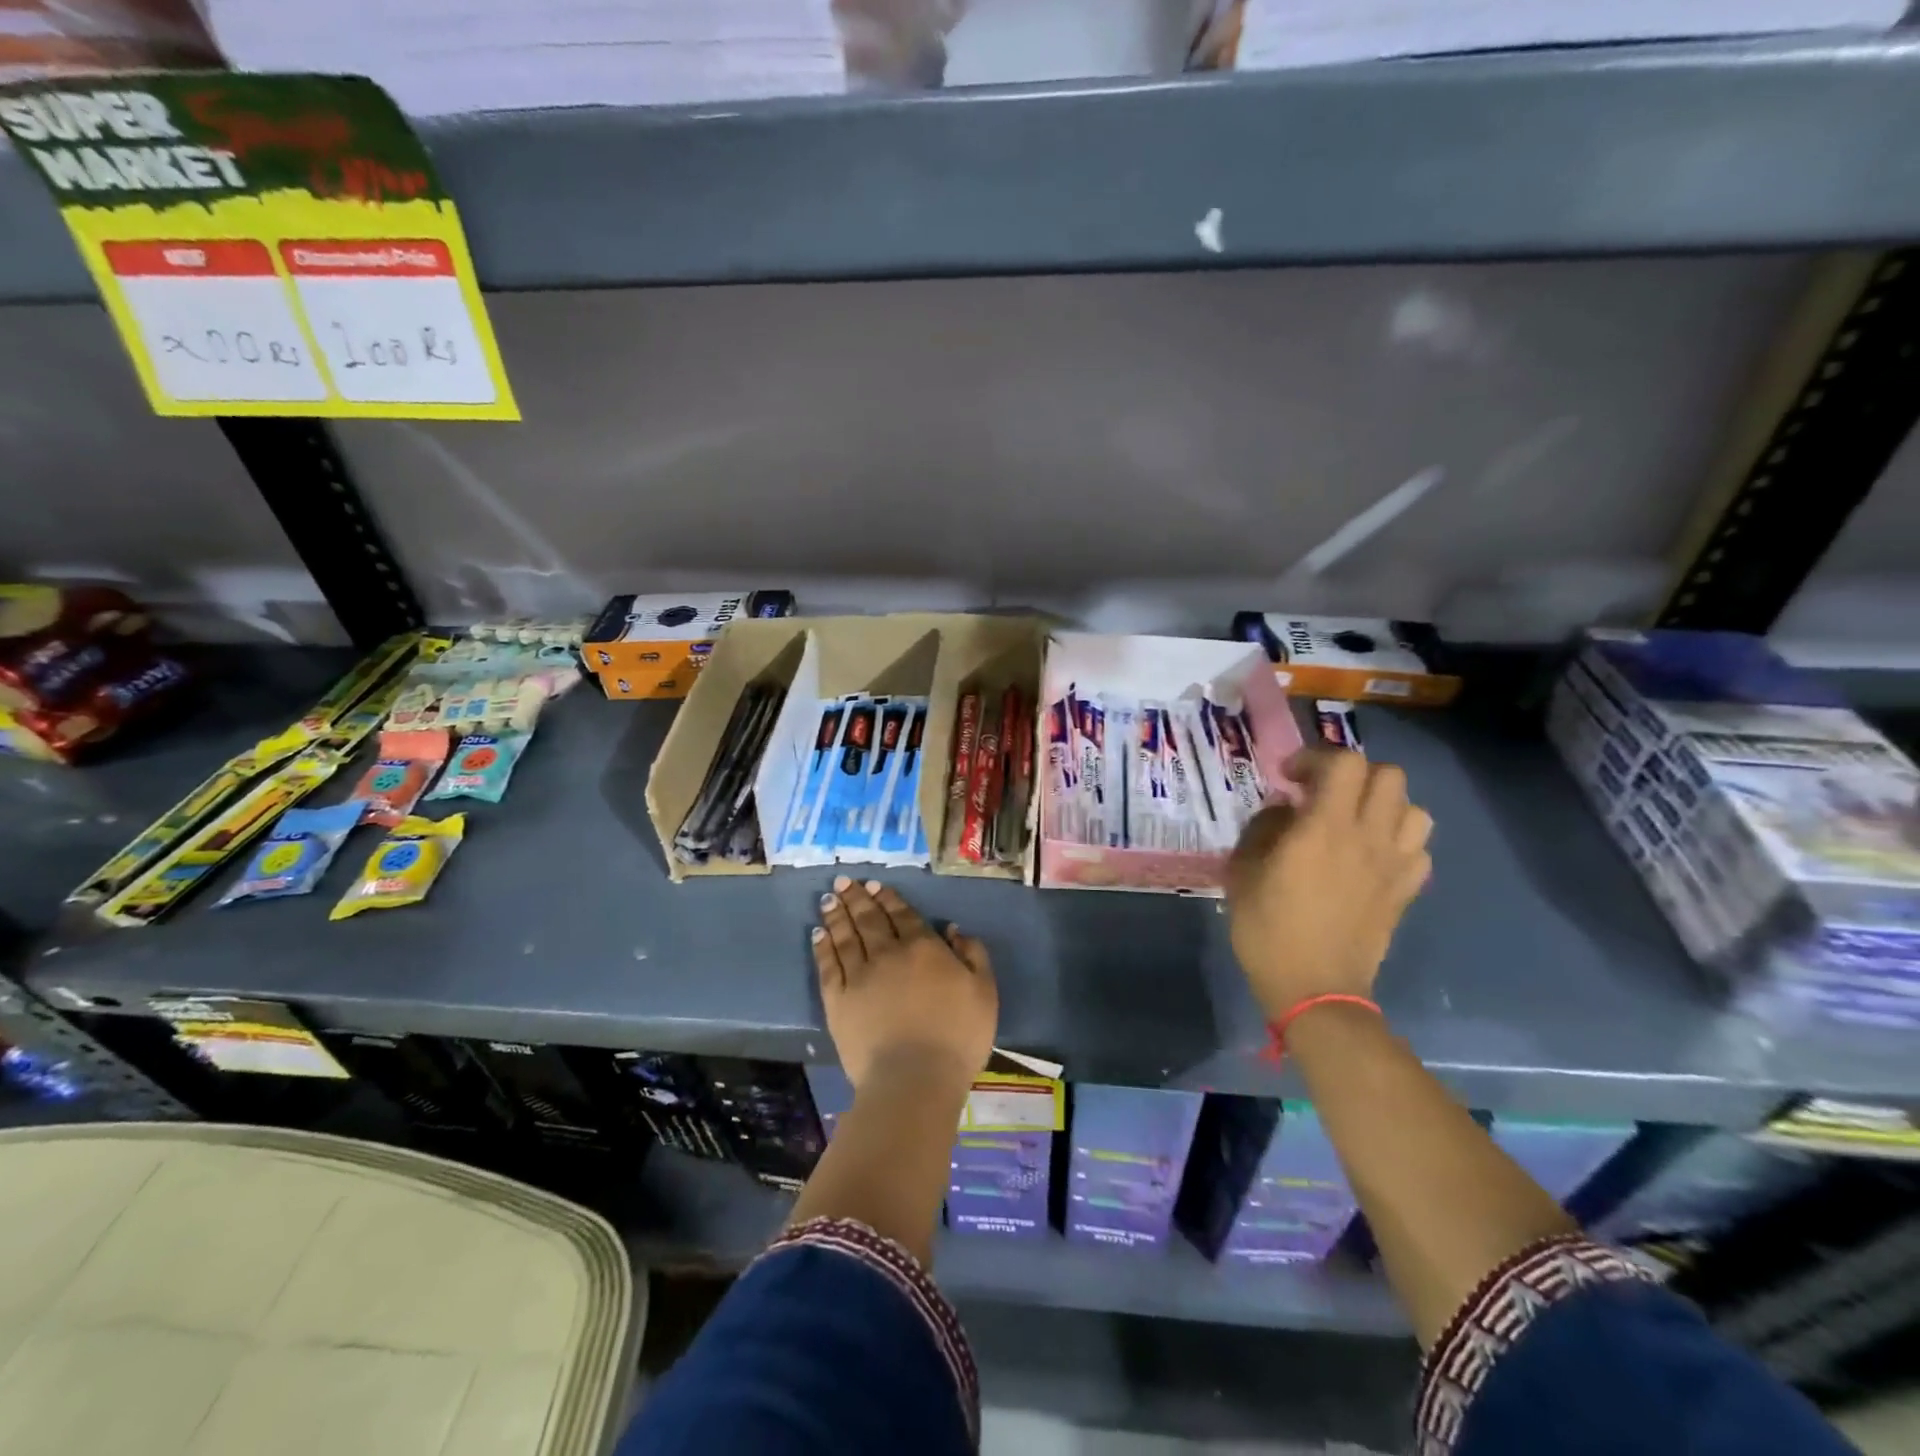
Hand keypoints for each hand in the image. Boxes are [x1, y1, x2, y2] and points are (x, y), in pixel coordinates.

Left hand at [812, 876, 997, 1095]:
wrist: (914, 1079)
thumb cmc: (957, 1037)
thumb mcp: (984, 992)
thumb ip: (973, 955)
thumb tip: (952, 929)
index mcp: (923, 948)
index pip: (903, 915)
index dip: (889, 898)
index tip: (875, 885)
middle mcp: (888, 953)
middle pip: (869, 919)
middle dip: (857, 897)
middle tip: (845, 880)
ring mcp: (859, 976)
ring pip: (845, 936)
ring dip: (837, 915)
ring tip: (829, 898)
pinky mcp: (838, 1001)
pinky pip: (828, 966)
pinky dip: (822, 947)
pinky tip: (817, 934)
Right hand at [1226, 747, 1431, 1019]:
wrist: (1315, 989)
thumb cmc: (1268, 929)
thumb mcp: (1243, 872)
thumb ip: (1263, 829)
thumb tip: (1283, 809)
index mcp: (1325, 829)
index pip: (1343, 763)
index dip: (1315, 758)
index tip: (1289, 777)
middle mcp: (1368, 837)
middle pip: (1388, 775)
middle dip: (1353, 774)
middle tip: (1323, 793)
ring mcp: (1394, 865)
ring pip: (1413, 808)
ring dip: (1383, 805)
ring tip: (1354, 820)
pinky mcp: (1406, 890)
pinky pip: (1418, 848)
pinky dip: (1398, 840)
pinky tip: (1371, 855)